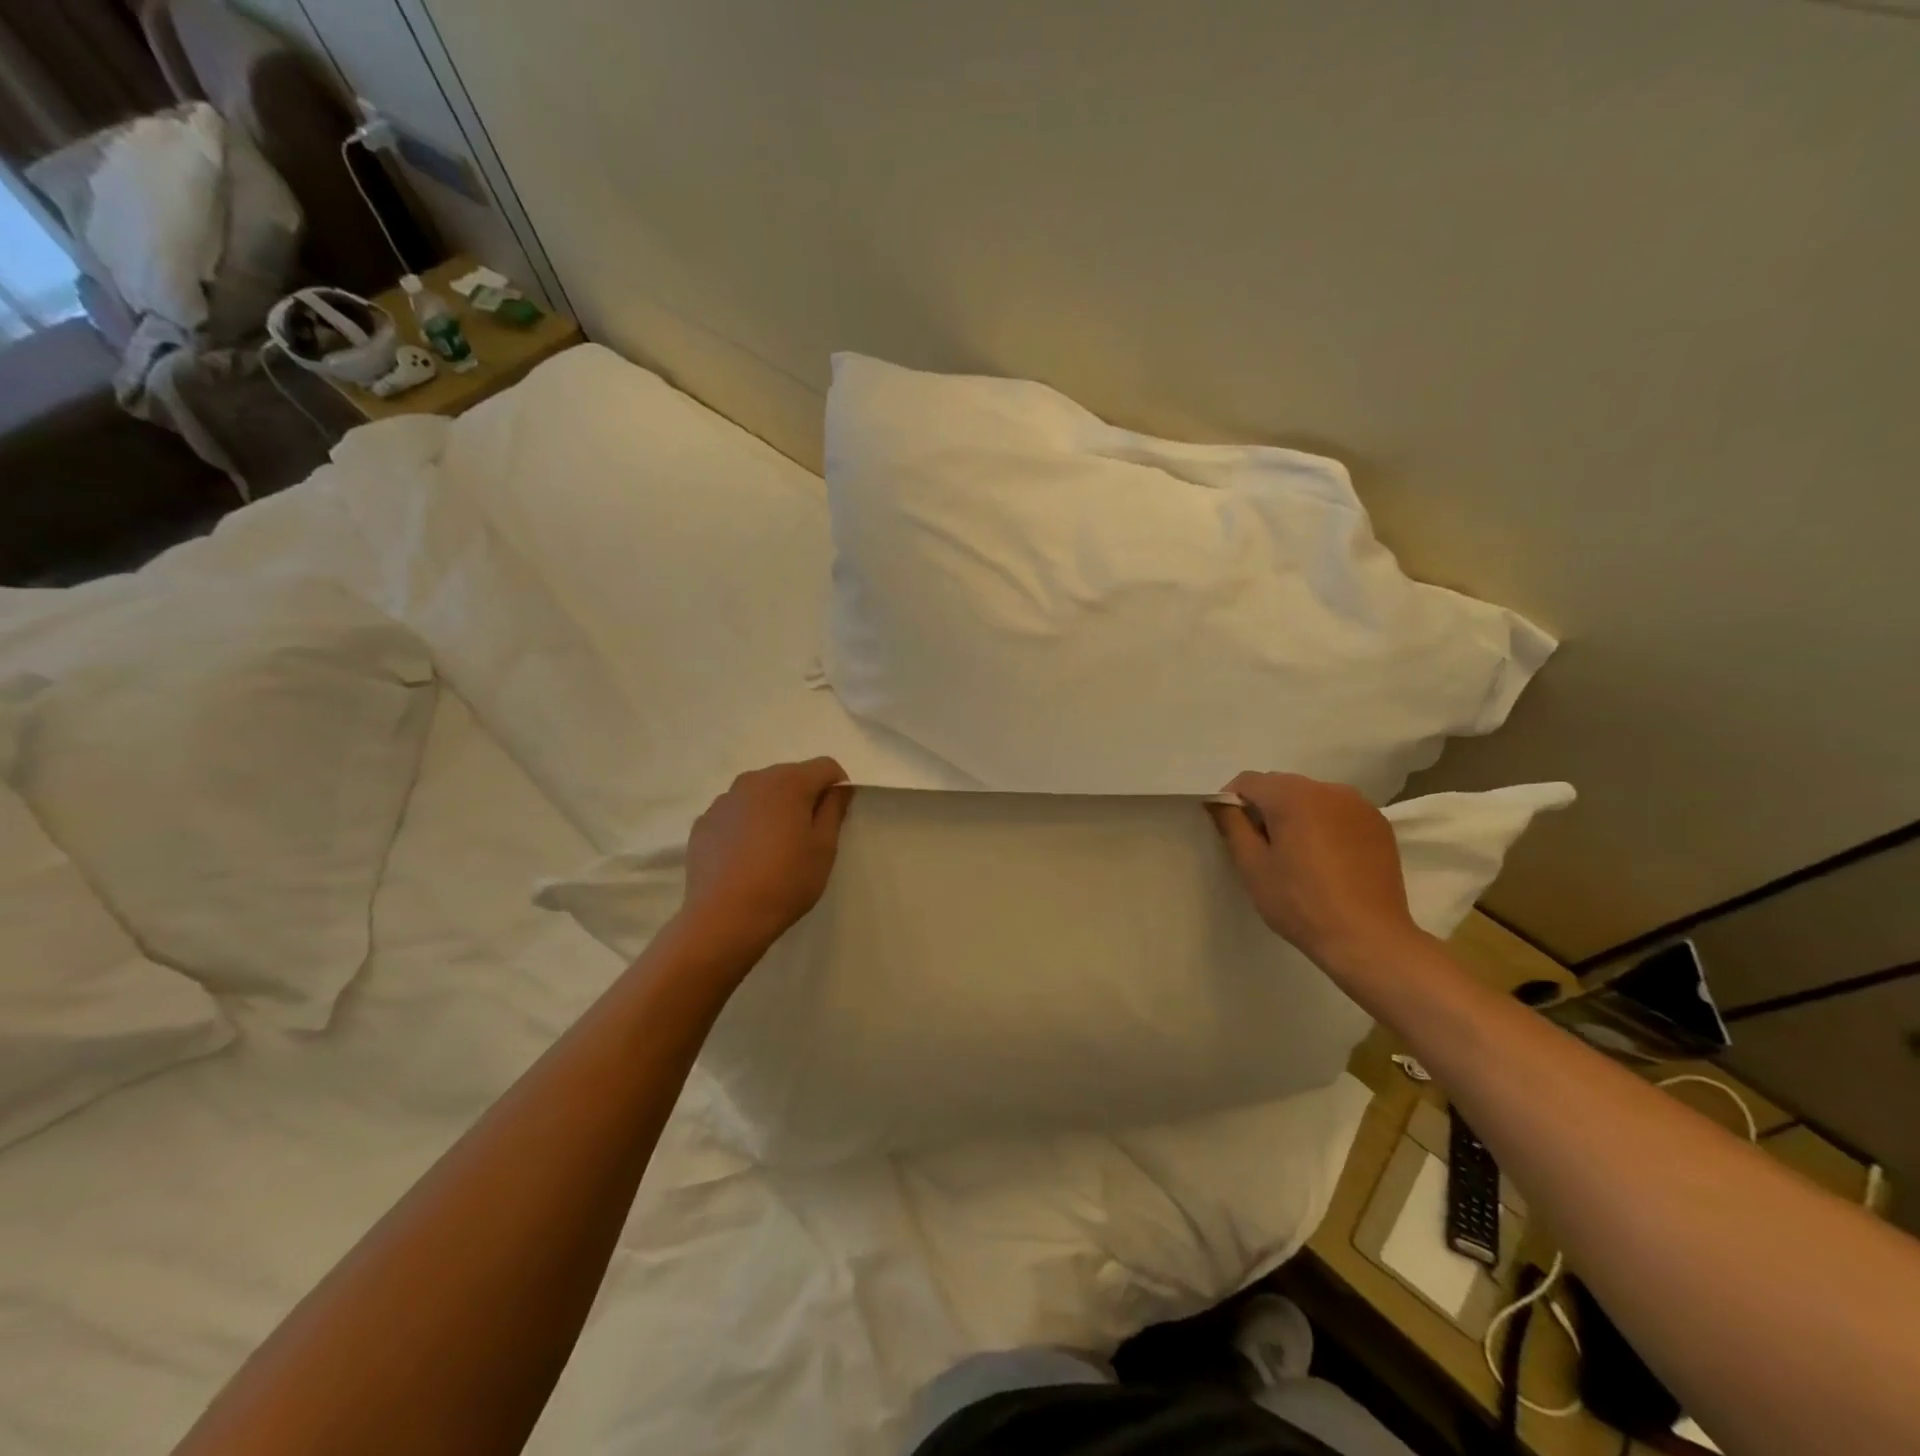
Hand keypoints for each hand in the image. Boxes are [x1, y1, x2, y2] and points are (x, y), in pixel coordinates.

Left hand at [679, 758, 853, 956]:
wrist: (724, 918)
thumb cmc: (785, 881)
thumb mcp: (824, 848)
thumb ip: (834, 810)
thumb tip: (838, 788)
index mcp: (789, 783)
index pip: (825, 766)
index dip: (838, 786)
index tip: (837, 816)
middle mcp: (754, 781)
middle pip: (790, 775)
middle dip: (804, 795)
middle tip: (808, 834)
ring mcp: (724, 800)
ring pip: (760, 793)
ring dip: (774, 808)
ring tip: (775, 847)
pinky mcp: (703, 822)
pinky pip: (735, 812)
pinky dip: (747, 824)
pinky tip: (747, 856)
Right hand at [1209, 772, 1425, 972]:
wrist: (1368, 938)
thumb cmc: (1300, 902)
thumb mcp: (1252, 866)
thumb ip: (1231, 825)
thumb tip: (1219, 801)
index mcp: (1293, 796)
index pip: (1248, 781)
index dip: (1232, 802)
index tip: (1233, 833)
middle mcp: (1328, 789)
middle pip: (1281, 786)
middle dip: (1265, 808)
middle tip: (1263, 848)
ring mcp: (1359, 805)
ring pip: (1311, 798)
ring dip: (1296, 815)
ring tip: (1297, 856)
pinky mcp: (1378, 824)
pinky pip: (1338, 812)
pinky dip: (1324, 824)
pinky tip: (1327, 859)